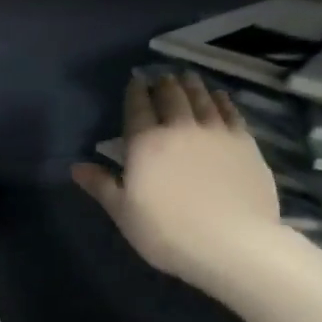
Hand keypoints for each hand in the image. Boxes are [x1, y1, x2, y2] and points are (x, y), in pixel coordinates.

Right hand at [71, 71, 281, 289]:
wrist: (233, 244)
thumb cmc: (168, 233)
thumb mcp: (124, 213)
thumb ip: (101, 185)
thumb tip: (75, 166)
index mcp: (145, 142)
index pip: (137, 106)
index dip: (135, 90)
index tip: (135, 81)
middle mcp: (179, 127)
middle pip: (170, 95)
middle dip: (163, 84)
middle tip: (161, 78)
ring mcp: (216, 132)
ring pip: (201, 97)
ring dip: (191, 85)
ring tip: (187, 77)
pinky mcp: (245, 142)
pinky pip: (231, 111)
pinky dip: (222, 100)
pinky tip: (219, 96)